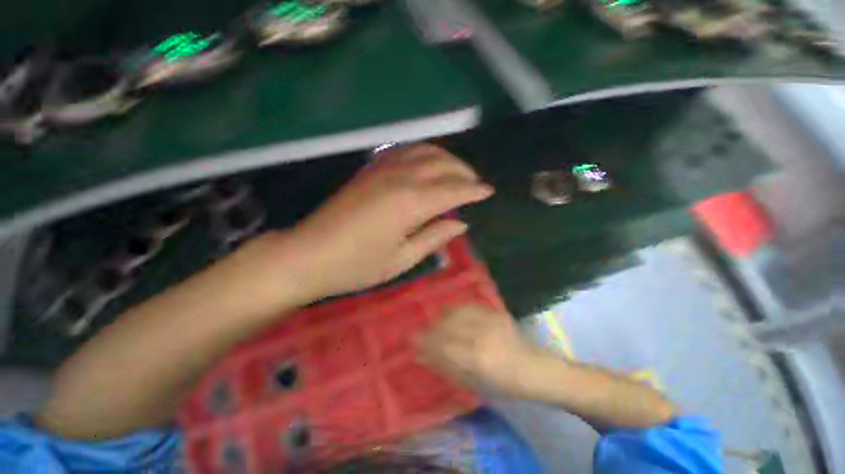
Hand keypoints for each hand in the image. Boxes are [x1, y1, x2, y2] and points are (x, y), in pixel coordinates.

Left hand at [259, 144, 493, 300]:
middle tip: (476, 184)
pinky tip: (429, 162)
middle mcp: (401, 178)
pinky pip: (405, 151)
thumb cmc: (358, 265)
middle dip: (465, 172)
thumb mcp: (402, 259)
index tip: (489, 192)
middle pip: (443, 165)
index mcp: (411, 203)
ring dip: (447, 158)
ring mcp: (384, 169)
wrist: (310, 254)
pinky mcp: (371, 168)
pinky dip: (424, 152)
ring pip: (425, 151)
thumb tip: (461, 224)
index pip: (454, 190)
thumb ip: (434, 237)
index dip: (474, 190)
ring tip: (458, 172)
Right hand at [417, 305, 542, 396]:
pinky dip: (454, 309)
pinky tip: (449, 313)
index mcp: (478, 359)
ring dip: (441, 317)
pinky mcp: (495, 311)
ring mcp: (490, 320)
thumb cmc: (505, 384)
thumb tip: (424, 354)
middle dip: (430, 329)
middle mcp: (482, 335)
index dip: (425, 342)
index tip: (412, 341)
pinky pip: (468, 306)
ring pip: (455, 312)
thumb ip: (448, 366)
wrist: (536, 368)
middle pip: (447, 326)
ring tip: (434, 323)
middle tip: (419, 332)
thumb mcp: (475, 383)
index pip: (443, 345)